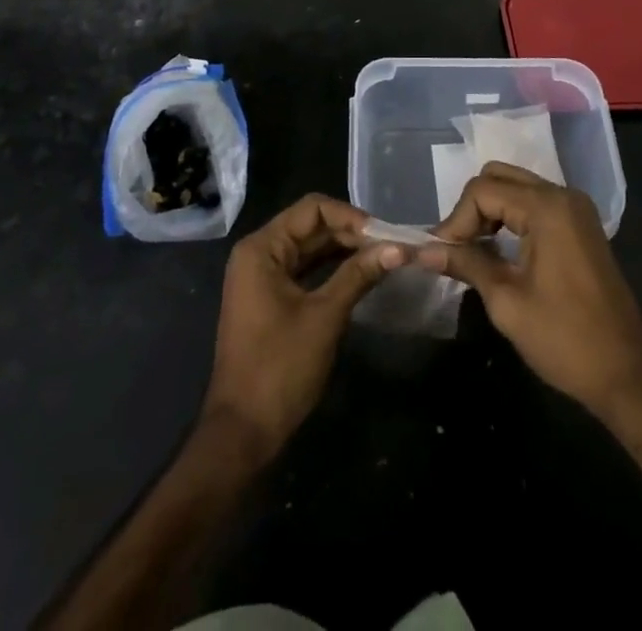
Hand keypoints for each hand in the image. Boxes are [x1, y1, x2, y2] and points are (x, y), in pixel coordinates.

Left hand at [202, 194, 404, 458]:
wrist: (243, 432)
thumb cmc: (280, 368)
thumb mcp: (324, 317)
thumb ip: (358, 275)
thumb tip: (398, 248)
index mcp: (261, 247)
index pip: (312, 209)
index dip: (350, 216)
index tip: (385, 235)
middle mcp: (258, 253)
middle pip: (311, 226)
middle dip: (351, 233)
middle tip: (392, 247)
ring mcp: (263, 277)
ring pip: (310, 248)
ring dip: (345, 250)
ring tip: (384, 258)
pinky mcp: (271, 298)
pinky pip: (305, 270)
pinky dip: (332, 270)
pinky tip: (362, 274)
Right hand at [418, 162, 641, 423]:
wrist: (626, 376)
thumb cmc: (564, 340)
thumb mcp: (506, 302)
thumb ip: (465, 264)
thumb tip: (424, 251)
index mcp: (547, 208)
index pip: (482, 191)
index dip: (455, 220)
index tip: (442, 255)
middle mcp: (563, 196)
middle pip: (499, 177)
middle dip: (472, 208)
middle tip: (458, 248)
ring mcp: (576, 209)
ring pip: (517, 187)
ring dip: (490, 211)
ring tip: (473, 251)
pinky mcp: (581, 226)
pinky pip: (535, 203)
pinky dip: (511, 218)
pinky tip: (500, 250)